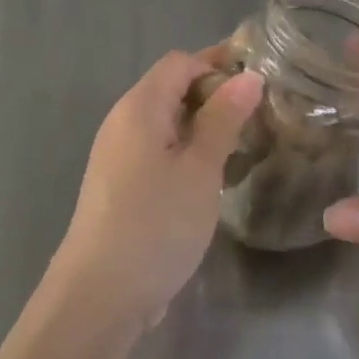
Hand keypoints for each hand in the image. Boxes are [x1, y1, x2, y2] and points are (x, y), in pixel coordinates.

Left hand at [54, 50, 262, 329]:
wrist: (98, 296)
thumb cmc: (155, 224)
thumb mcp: (200, 169)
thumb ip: (223, 118)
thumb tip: (248, 76)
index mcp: (140, 106)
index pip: (181, 62)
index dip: (219, 62)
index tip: (260, 78)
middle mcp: (123, 121)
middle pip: (171, 87)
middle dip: (215, 93)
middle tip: (261, 112)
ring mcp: (117, 154)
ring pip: (166, 121)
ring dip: (203, 123)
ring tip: (245, 140)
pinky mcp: (119, 184)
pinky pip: (158, 148)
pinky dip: (187, 148)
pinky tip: (213, 173)